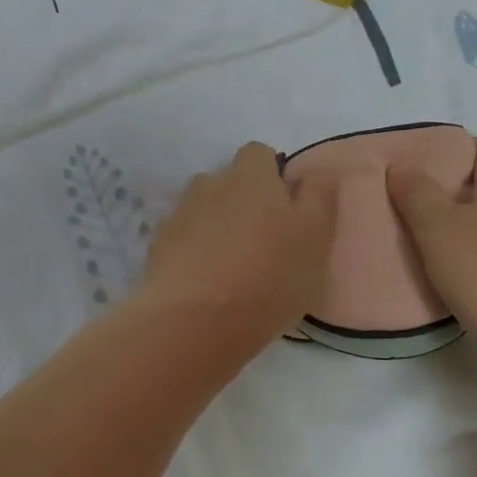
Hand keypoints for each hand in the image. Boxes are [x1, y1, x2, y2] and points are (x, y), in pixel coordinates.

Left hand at [135, 142, 337, 347]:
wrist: (195, 322)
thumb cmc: (269, 277)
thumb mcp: (315, 237)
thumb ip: (318, 196)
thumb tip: (313, 169)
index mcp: (251, 176)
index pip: (259, 154)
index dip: (272, 175)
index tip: (285, 209)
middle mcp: (210, 185)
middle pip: (228, 182)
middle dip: (242, 203)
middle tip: (262, 242)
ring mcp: (179, 215)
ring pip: (203, 211)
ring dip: (216, 227)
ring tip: (230, 266)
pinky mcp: (157, 247)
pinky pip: (181, 240)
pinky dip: (193, 253)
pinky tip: (205, 284)